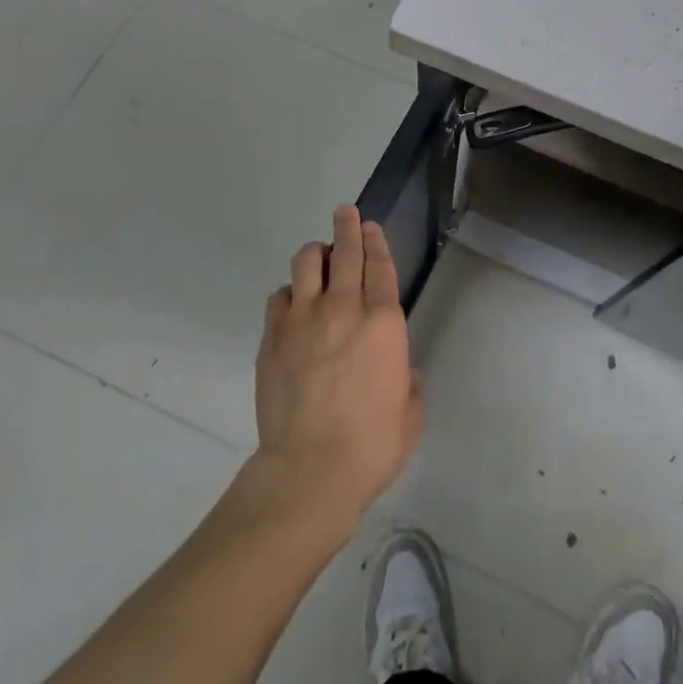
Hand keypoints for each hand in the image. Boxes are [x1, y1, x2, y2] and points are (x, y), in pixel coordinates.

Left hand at [254, 206, 420, 530]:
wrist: (310, 471)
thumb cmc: (371, 445)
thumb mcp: (409, 413)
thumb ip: (407, 381)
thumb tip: (398, 370)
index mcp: (383, 323)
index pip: (380, 265)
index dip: (375, 241)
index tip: (370, 226)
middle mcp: (344, 309)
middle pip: (346, 252)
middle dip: (347, 227)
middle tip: (345, 212)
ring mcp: (304, 319)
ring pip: (307, 262)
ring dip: (317, 253)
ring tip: (320, 256)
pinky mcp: (273, 336)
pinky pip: (280, 296)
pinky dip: (290, 292)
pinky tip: (294, 302)